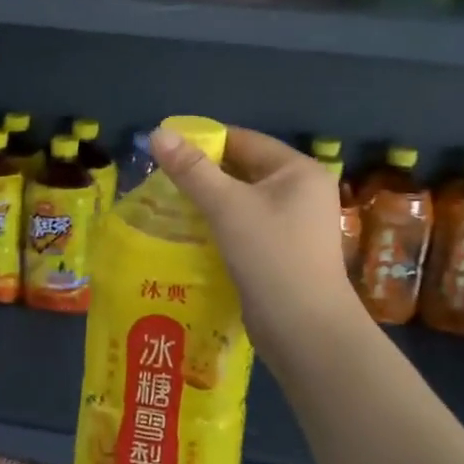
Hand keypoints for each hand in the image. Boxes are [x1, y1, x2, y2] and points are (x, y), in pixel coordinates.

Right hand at [148, 124, 365, 368]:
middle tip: (159, 180)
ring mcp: (294, 224)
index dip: (204, 142)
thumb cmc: (271, 257)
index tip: (164, 150)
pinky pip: (245, 226)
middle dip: (202, 174)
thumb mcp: (227, 207)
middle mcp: (301, 191)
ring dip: (208, 202)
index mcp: (298, 170)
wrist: (305, 330)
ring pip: (242, 201)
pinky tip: (188, 232)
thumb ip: (191, 170)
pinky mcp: (282, 252)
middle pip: (243, 170)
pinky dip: (219, 225)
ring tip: (166, 204)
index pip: (244, 141)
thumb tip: (158, 133)